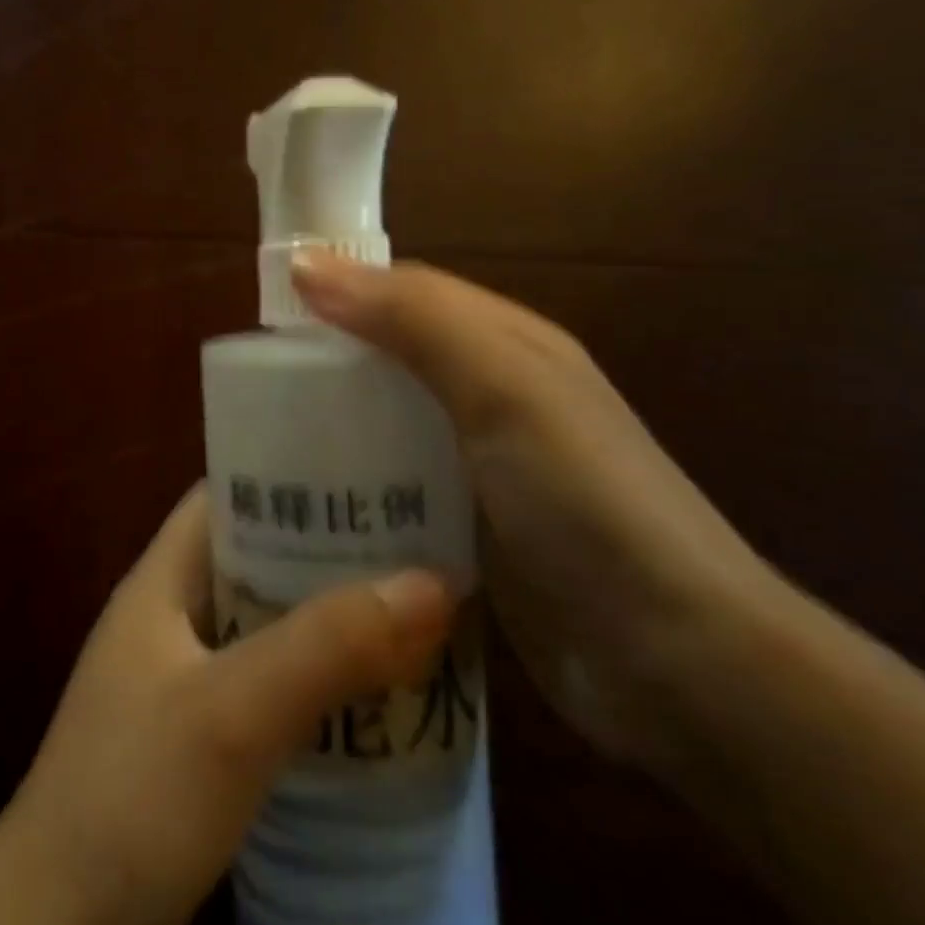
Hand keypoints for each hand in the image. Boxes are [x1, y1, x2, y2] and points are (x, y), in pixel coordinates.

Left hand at [4, 485, 453, 924]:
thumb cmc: (135, 797)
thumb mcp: (234, 711)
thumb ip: (327, 645)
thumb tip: (435, 581)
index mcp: (160, 581)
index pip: (225, 495)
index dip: (290, 476)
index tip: (369, 473)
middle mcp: (168, 618)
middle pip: (254, 557)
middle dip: (327, 550)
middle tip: (413, 544)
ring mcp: (180, 681)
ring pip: (265, 624)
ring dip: (327, 619)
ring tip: (410, 611)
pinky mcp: (196, 741)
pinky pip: (267, 684)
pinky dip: (316, 679)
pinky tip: (371, 697)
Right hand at [292, 251, 782, 769]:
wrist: (675, 660)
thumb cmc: (583, 501)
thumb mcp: (501, 387)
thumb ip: (412, 318)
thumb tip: (307, 264)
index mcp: (505, 344)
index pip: (404, 294)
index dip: (338, 291)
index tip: (265, 315)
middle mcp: (492, 396)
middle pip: (391, 360)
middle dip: (326, 366)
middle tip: (249, 393)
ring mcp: (481, 468)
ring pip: (388, 426)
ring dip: (335, 430)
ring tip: (264, 451)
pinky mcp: (469, 529)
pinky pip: (395, 488)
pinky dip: (355, 486)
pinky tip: (310, 506)